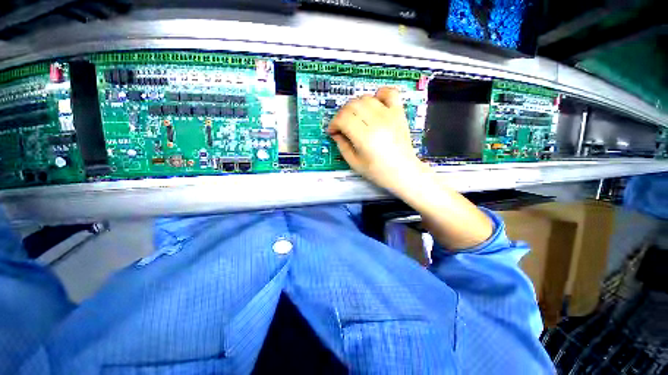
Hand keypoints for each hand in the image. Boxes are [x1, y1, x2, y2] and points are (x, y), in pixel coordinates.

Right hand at [328, 87, 427, 194]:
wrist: (404, 171)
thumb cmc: (379, 172)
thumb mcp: (355, 163)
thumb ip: (342, 146)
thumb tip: (336, 133)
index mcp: (365, 138)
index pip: (343, 118)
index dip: (334, 123)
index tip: (333, 131)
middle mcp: (377, 122)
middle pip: (352, 105)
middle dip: (342, 114)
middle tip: (342, 126)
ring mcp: (390, 115)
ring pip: (366, 98)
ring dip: (356, 106)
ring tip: (356, 118)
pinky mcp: (399, 113)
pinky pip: (388, 92)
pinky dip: (378, 95)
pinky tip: (374, 105)